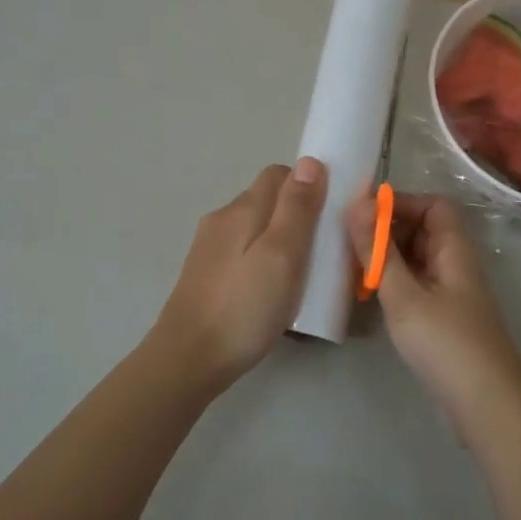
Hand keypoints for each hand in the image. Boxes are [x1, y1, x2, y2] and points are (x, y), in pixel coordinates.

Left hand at [154, 159, 326, 388]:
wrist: (189, 358)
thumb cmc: (245, 306)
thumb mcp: (282, 255)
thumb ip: (297, 208)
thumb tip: (309, 161)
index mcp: (242, 208)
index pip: (280, 174)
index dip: (308, 186)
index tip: (331, 214)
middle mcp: (222, 219)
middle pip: (267, 200)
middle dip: (297, 215)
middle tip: (322, 250)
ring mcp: (209, 247)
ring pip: (255, 228)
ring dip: (280, 240)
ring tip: (301, 274)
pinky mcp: (205, 273)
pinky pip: (243, 251)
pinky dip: (263, 260)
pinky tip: (271, 290)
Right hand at [343, 192, 520, 420]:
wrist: (486, 406)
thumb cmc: (446, 343)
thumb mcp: (404, 295)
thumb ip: (377, 251)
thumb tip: (356, 202)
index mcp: (454, 250)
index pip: (433, 205)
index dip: (400, 203)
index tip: (362, 213)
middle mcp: (455, 265)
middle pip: (423, 231)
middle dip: (386, 231)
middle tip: (347, 241)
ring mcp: (451, 293)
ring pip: (416, 260)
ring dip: (386, 259)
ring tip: (350, 267)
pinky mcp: (443, 319)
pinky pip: (415, 286)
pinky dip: (393, 284)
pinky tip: (368, 296)